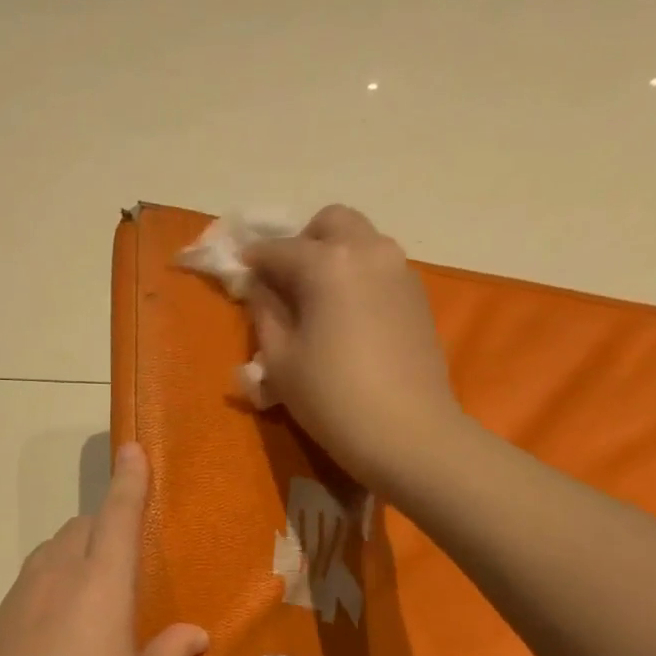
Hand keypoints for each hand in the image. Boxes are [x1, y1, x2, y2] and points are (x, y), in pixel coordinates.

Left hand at [0, 443, 208, 655]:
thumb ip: (171, 654)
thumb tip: (193, 633)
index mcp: (100, 586)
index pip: (117, 517)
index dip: (129, 481)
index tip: (132, 449)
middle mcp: (56, 580)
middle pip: (79, 529)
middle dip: (103, 524)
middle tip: (125, 551)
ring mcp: (19, 602)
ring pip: (49, 553)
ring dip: (74, 551)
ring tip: (94, 585)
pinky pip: (31, 583)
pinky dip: (51, 582)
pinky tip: (61, 622)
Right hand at [243, 205, 464, 496]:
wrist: (406, 432)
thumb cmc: (331, 398)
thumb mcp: (280, 360)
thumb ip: (264, 313)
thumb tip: (258, 287)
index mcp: (327, 262)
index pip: (278, 249)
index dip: (253, 260)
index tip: (238, 271)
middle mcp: (368, 251)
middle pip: (330, 223)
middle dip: (302, 243)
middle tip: (285, 282)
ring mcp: (399, 270)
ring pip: (360, 242)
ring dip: (333, 258)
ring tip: (316, 302)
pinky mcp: (417, 296)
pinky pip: (379, 269)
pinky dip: (357, 278)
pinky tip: (346, 319)